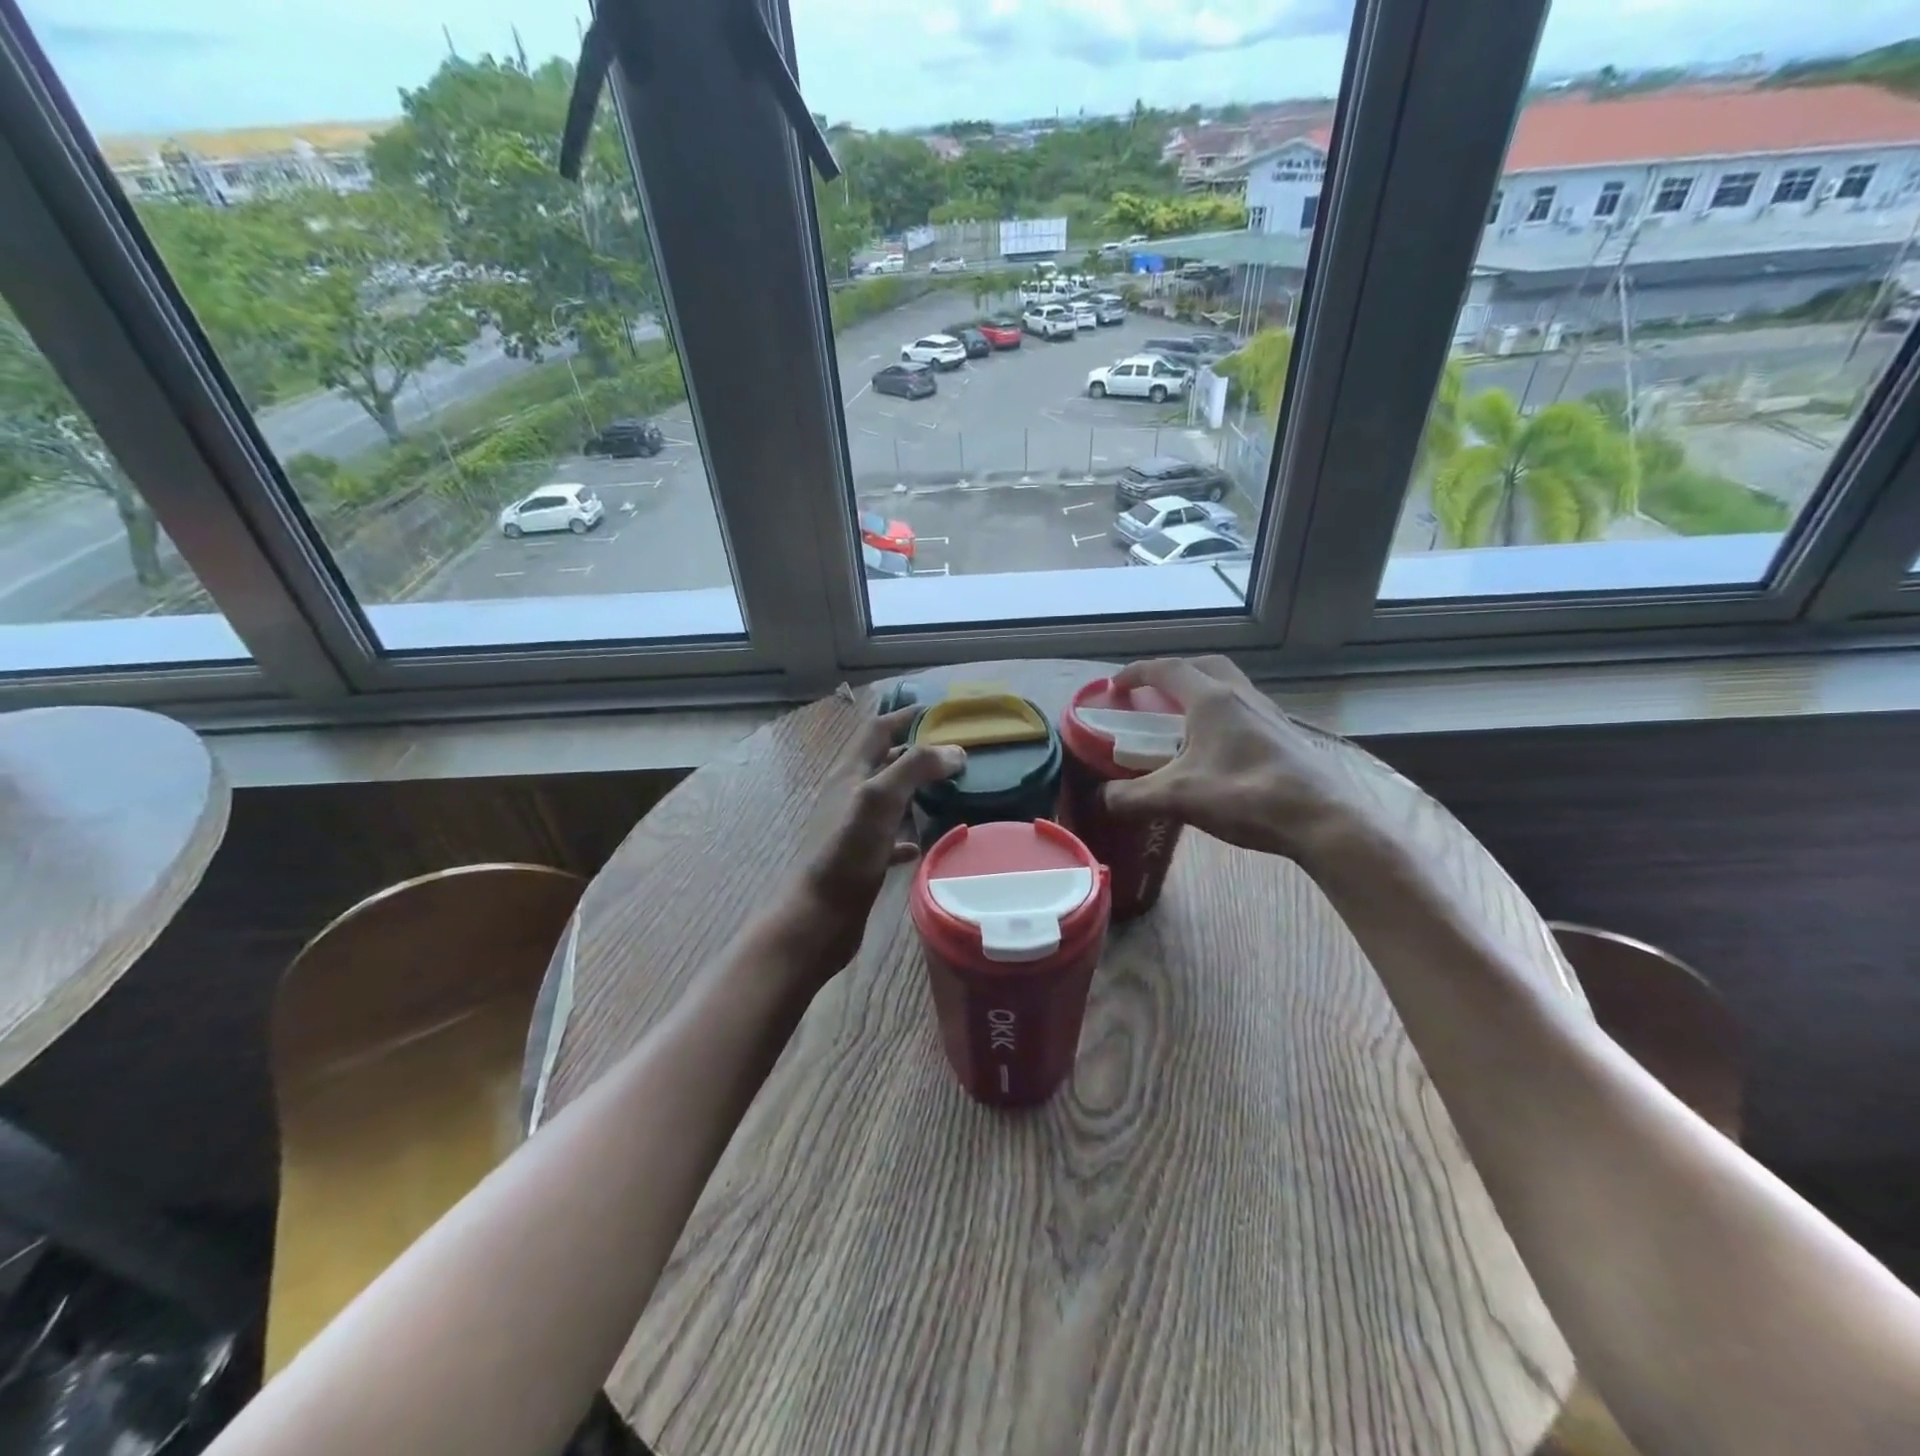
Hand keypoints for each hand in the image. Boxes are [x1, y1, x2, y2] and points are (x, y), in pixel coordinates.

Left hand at [775, 705, 963, 981]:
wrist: (819, 917)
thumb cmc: (846, 853)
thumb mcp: (880, 799)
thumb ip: (915, 767)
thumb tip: (955, 749)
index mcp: (850, 774)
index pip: (877, 730)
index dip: (903, 716)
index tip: (936, 710)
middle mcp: (849, 795)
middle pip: (883, 762)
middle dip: (914, 751)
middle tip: (953, 751)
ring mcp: (853, 828)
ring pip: (887, 799)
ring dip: (914, 790)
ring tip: (949, 789)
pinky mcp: (861, 859)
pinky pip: (888, 837)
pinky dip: (907, 833)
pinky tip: (925, 840)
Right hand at [1100, 656, 1370, 865]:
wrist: (1322, 820)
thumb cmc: (1246, 796)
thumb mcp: (1178, 798)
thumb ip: (1131, 796)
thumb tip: (1101, 798)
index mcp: (1211, 699)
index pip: (1167, 669)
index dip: (1136, 673)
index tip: (1116, 685)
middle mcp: (1242, 696)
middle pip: (1204, 667)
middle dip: (1174, 674)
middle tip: (1154, 696)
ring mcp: (1269, 714)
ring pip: (1230, 687)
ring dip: (1203, 692)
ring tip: (1184, 722)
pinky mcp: (1286, 736)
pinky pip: (1247, 710)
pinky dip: (1224, 716)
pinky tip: (1219, 749)